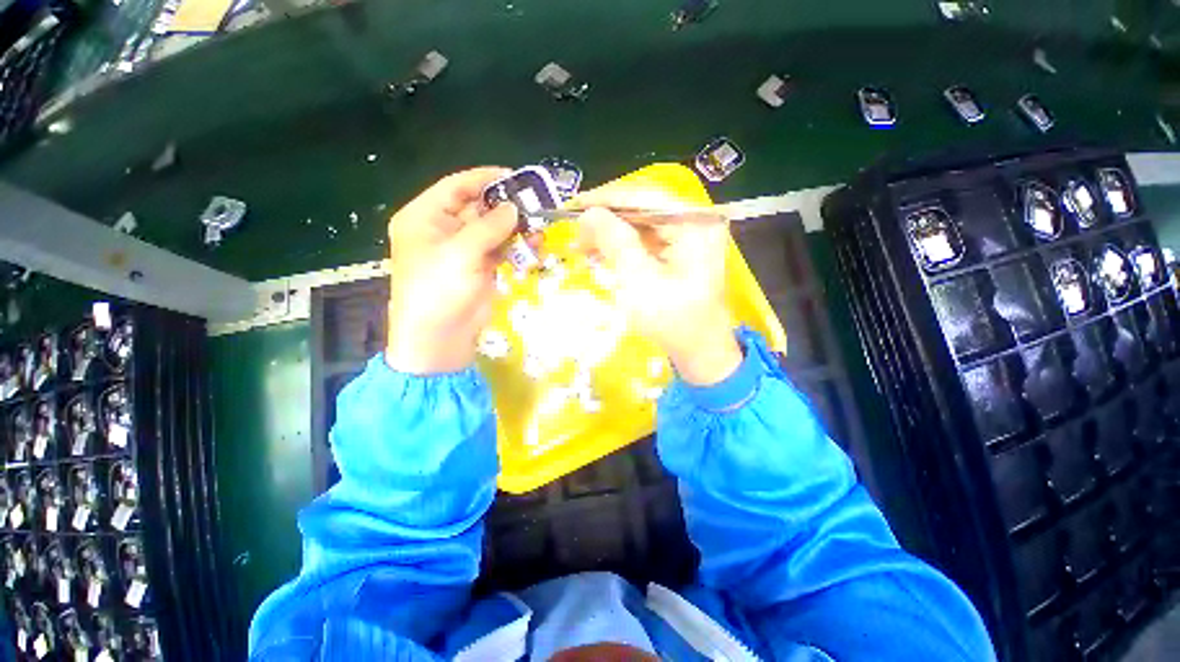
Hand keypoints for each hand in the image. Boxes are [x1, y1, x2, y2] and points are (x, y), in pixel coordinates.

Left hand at [385, 168, 517, 374]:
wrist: (440, 338)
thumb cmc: (439, 291)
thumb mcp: (461, 253)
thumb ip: (489, 227)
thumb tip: (514, 208)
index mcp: (425, 218)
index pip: (456, 187)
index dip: (484, 179)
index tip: (514, 177)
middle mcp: (443, 230)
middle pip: (478, 208)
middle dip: (506, 206)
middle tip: (535, 203)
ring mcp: (464, 250)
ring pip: (493, 229)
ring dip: (515, 228)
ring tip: (539, 226)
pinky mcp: (480, 268)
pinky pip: (500, 249)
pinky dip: (516, 246)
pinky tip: (533, 244)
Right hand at [573, 184, 741, 385]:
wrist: (698, 350)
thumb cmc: (671, 319)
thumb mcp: (638, 279)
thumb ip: (614, 241)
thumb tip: (589, 213)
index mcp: (694, 222)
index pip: (644, 196)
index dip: (605, 199)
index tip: (572, 205)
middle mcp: (695, 221)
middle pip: (643, 208)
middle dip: (606, 221)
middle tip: (576, 233)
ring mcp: (690, 236)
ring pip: (641, 225)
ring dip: (611, 235)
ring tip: (583, 248)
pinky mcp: (681, 251)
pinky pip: (647, 240)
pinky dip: (623, 247)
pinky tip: (602, 256)